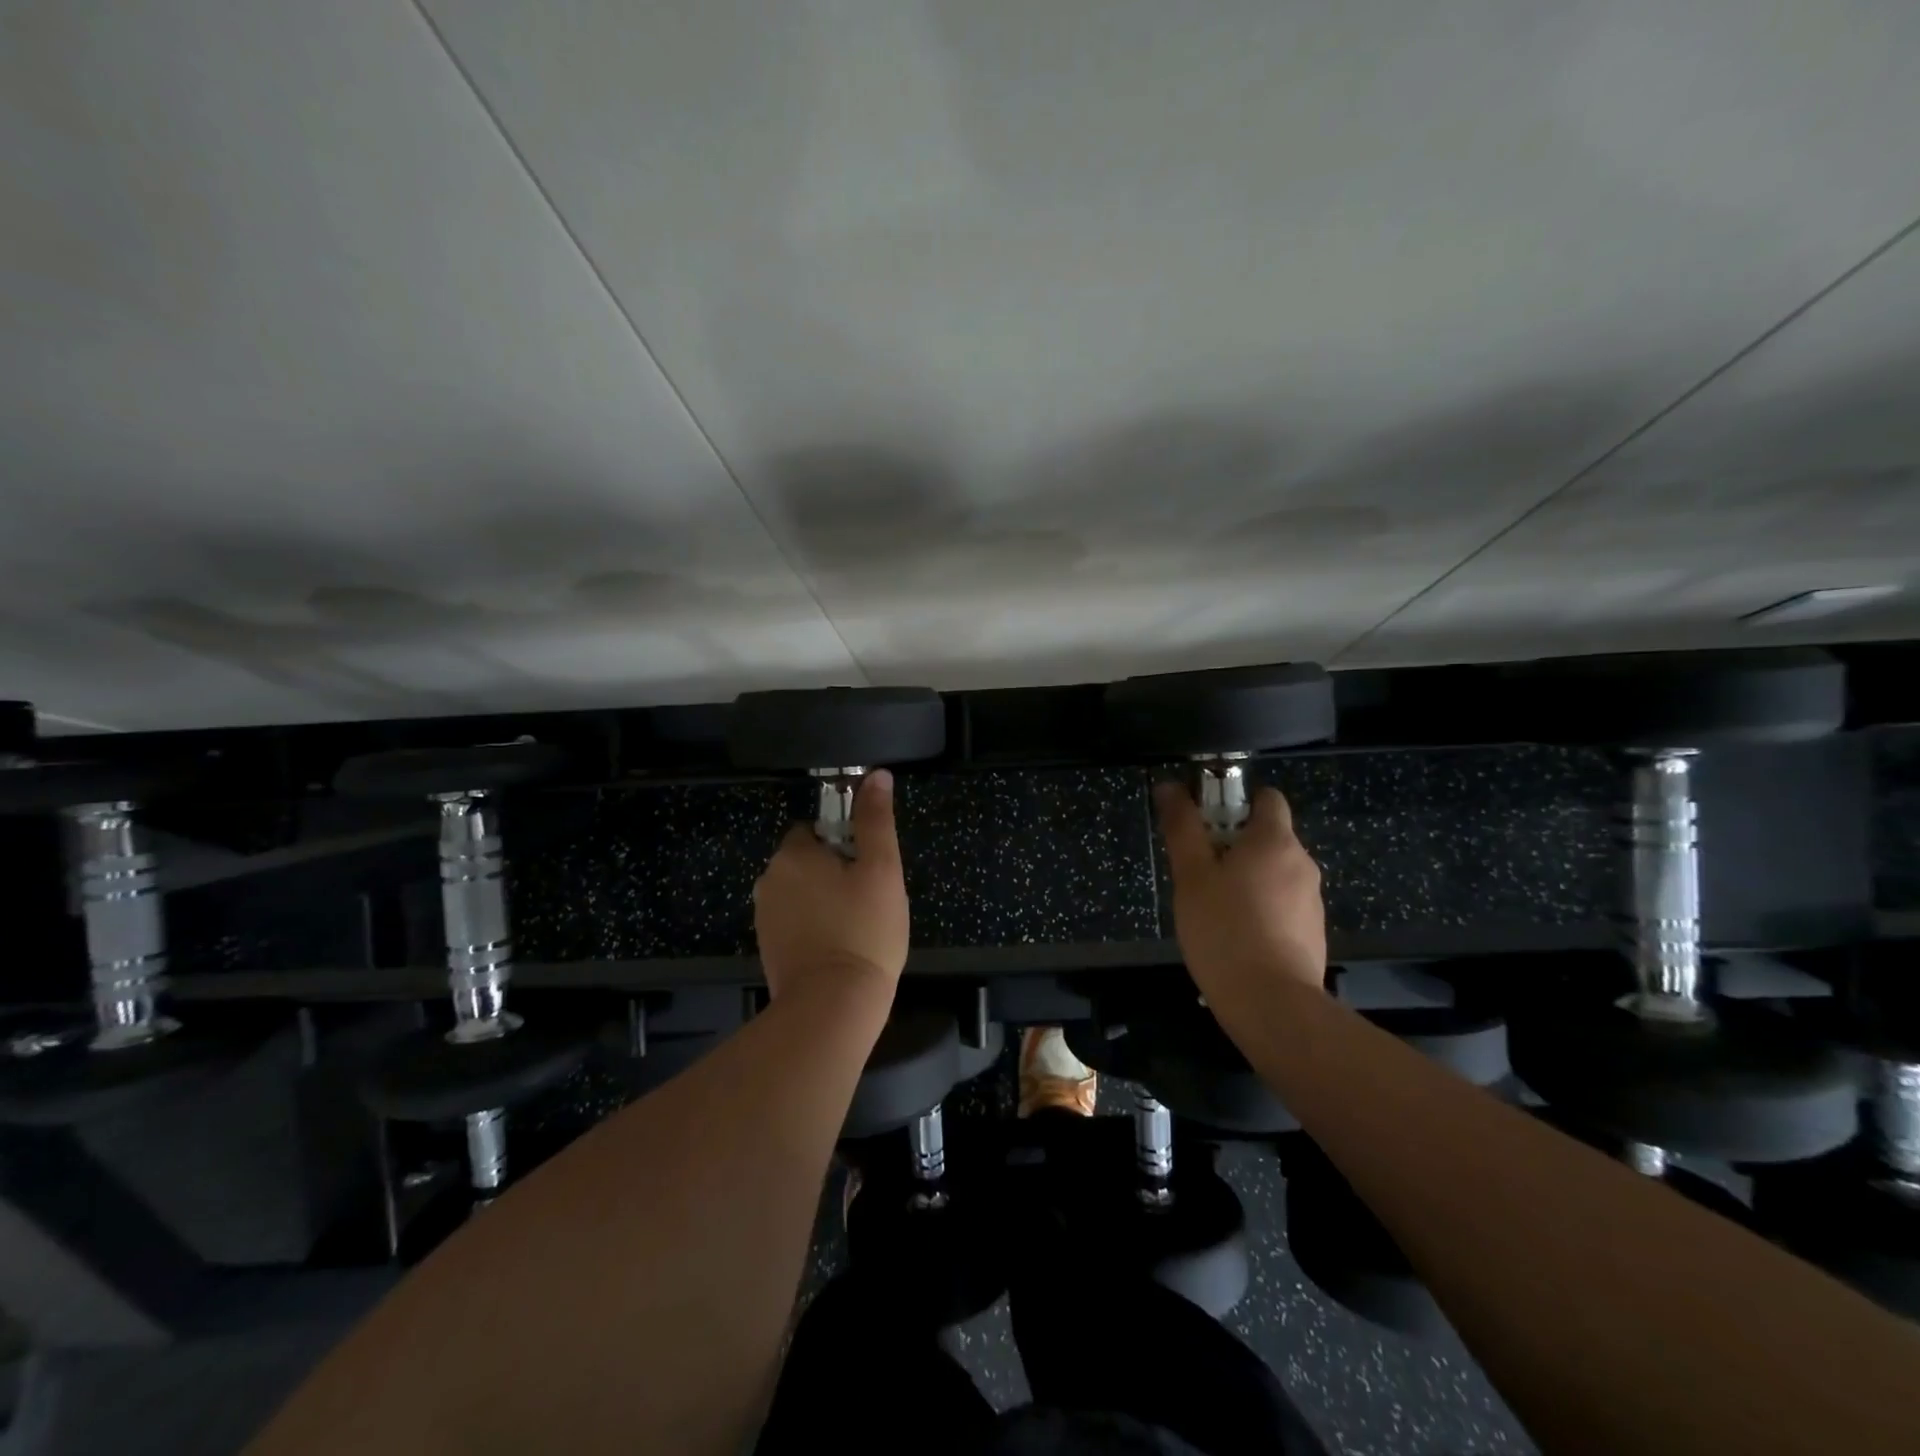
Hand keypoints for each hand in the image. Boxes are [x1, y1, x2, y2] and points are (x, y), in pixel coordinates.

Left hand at [753, 769, 909, 1006]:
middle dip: (834, 873)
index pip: (816, 830)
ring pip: (801, 893)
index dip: (846, 845)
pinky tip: (838, 947)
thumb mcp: (881, 869)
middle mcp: (769, 880)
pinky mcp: (767, 947)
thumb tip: (876, 775)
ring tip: (855, 927)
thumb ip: (876, 820)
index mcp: (792, 854)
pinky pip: (794, 921)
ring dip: (823, 900)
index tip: (867, 871)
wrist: (833, 1006)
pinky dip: (813, 926)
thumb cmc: (864, 930)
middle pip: (807, 861)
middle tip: (868, 900)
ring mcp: (764, 917)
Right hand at [1155, 782, 1326, 998]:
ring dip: (1245, 878)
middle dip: (1233, 845)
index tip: (1205, 825)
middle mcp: (1302, 862)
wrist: (1271, 1004)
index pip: (1266, 797)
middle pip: (1267, 836)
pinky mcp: (1312, 932)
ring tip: (1213, 909)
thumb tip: (1170, 786)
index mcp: (1275, 840)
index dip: (1235, 802)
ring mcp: (1312, 899)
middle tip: (1197, 872)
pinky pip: (1282, 904)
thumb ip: (1182, 827)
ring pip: (1273, 872)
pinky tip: (1235, 936)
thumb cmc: (1224, 929)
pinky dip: (1260, 908)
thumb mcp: (1191, 875)